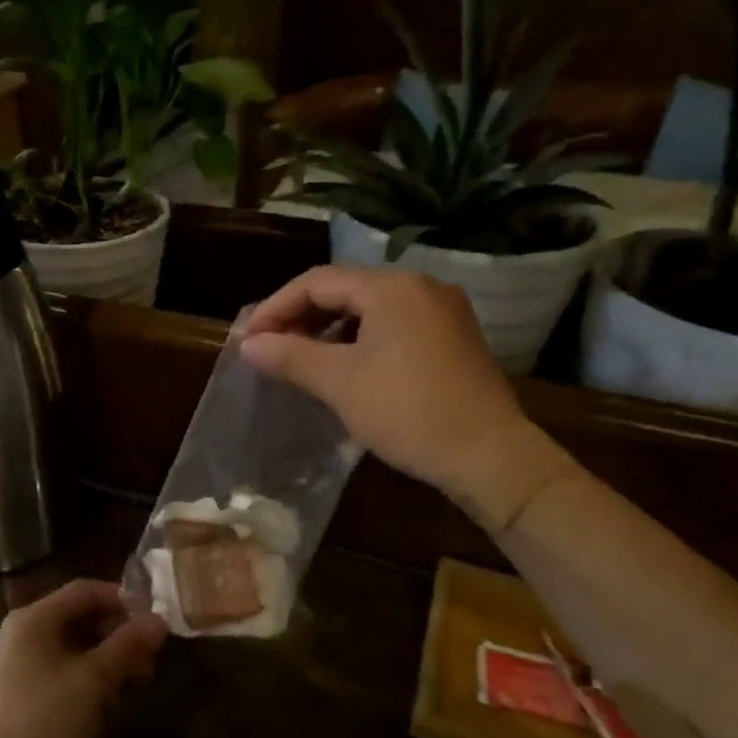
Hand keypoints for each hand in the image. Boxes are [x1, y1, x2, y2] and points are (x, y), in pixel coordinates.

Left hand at [0, 580, 166, 737]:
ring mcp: (19, 666)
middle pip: (80, 620)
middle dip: (118, 638)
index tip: (155, 620)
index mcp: (33, 619)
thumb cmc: (41, 721)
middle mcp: (23, 634)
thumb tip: (159, 620)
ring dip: (106, 665)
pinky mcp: (21, 695)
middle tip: (149, 663)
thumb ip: (126, 646)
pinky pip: (62, 676)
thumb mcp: (91, 681)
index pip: (85, 591)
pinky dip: (86, 686)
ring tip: (132, 689)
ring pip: (74, 651)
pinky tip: (103, 715)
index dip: (123, 599)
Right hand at [240, 265, 575, 530]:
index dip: (276, 306)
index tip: (248, 339)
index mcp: (392, 288)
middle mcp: (420, 287)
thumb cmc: (407, 411)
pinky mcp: (453, 338)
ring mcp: (442, 312)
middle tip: (269, 347)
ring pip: (370, 309)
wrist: (488, 456)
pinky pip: (393, 326)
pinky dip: (359, 340)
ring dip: (329, 329)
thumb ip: (290, 356)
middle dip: (301, 316)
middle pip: (345, 289)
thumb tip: (248, 345)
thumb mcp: (340, 382)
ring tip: (300, 358)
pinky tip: (343, 367)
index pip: (318, 282)